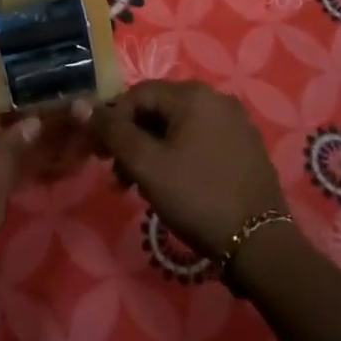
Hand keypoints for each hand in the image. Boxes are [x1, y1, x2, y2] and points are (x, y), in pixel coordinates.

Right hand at [85, 80, 285, 259]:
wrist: (260, 245)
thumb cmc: (196, 197)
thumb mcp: (146, 165)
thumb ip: (112, 131)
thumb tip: (80, 105)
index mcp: (193, 95)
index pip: (137, 95)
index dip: (112, 121)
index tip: (98, 154)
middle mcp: (217, 99)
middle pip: (158, 110)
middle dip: (132, 140)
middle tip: (117, 177)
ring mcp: (236, 123)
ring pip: (179, 128)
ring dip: (153, 152)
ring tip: (140, 187)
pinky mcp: (246, 148)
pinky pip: (201, 141)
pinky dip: (179, 156)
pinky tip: (173, 186)